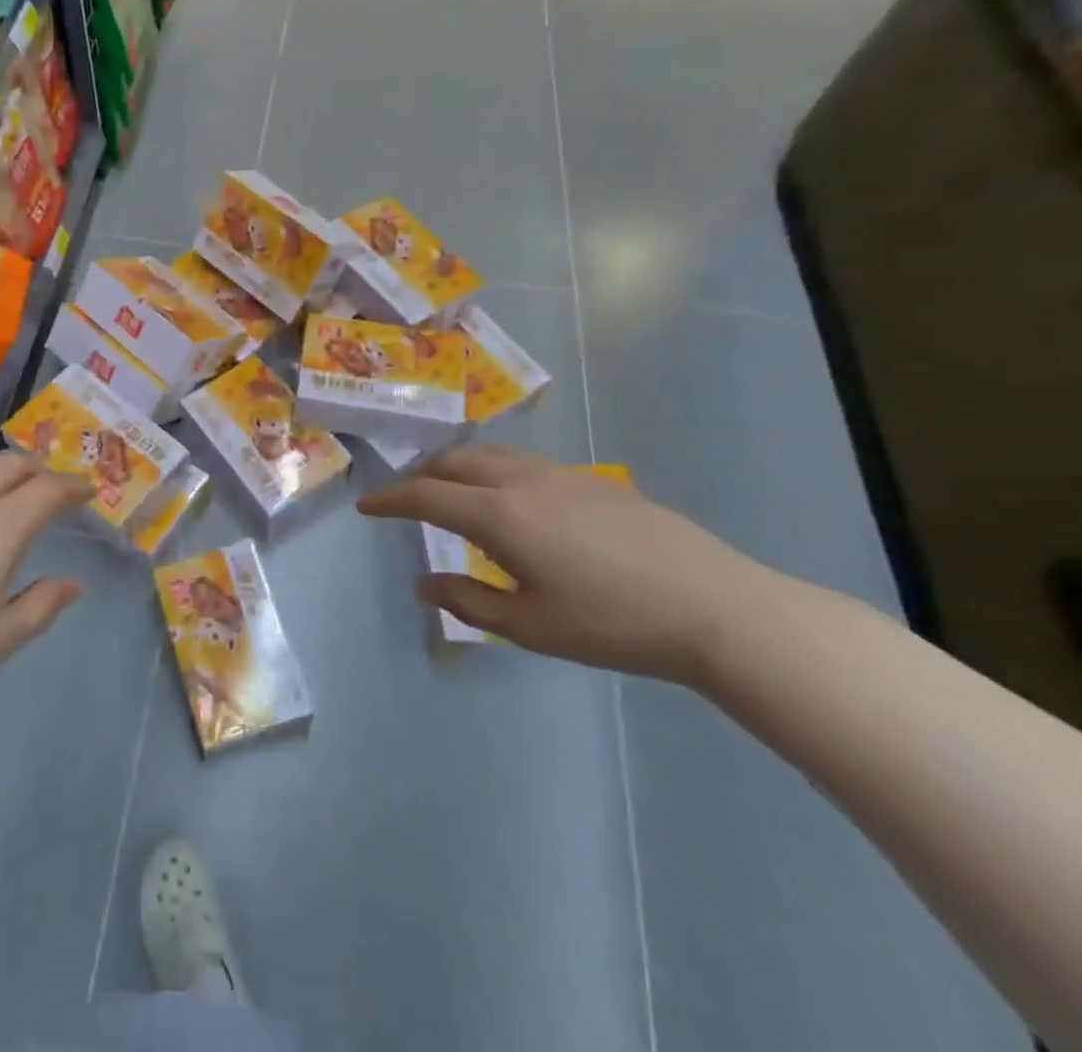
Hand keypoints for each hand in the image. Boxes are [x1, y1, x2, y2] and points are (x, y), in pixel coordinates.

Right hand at [357, 445, 778, 683]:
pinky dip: (494, 471)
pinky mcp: (594, 479)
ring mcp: (561, 474)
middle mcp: (522, 481)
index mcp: (499, 515)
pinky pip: (524, 463)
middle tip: (405, 500)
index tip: (365, 507)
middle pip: (453, 463)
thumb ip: (468, 601)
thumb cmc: (613, 624)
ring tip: (451, 493)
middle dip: (420, 478)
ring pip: (490, 456)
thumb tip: (424, 582)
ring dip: (457, 469)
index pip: (425, 496)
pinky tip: (512, 501)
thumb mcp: (530, 627)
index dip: (389, 500)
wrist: (716, 607)